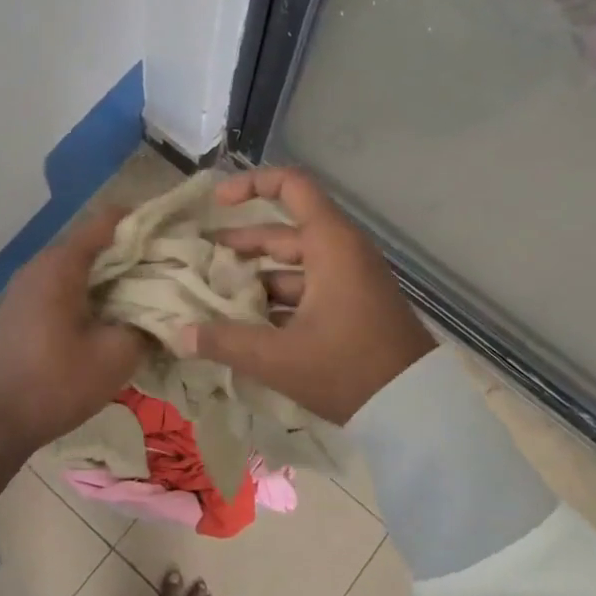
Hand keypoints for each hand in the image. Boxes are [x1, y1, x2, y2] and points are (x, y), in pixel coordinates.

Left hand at [0, 209, 146, 507]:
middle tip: (170, 270)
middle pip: (94, 242)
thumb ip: (147, 324)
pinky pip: (64, 285)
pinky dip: (92, 291)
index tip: (174, 236)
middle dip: (133, 253)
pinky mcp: (23, 308)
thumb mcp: (115, 356)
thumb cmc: (57, 385)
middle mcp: (40, 264)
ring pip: (80, 266)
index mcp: (61, 265)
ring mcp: (27, 286)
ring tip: (148, 294)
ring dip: (113, 276)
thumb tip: (167, 310)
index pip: (107, 220)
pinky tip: (112, 315)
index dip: (144, 222)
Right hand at [181, 167, 434, 423]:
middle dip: (240, 244)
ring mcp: (350, 281)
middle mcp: (342, 253)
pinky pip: (307, 289)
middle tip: (201, 260)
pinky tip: (247, 325)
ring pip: (293, 266)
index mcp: (331, 245)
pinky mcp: (353, 307)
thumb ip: (225, 342)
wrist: (415, 411)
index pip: (292, 186)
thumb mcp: (279, 358)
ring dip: (256, 277)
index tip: (217, 204)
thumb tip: (179, 334)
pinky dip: (277, 300)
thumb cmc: (348, 369)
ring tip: (215, 295)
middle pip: (283, 233)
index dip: (252, 185)